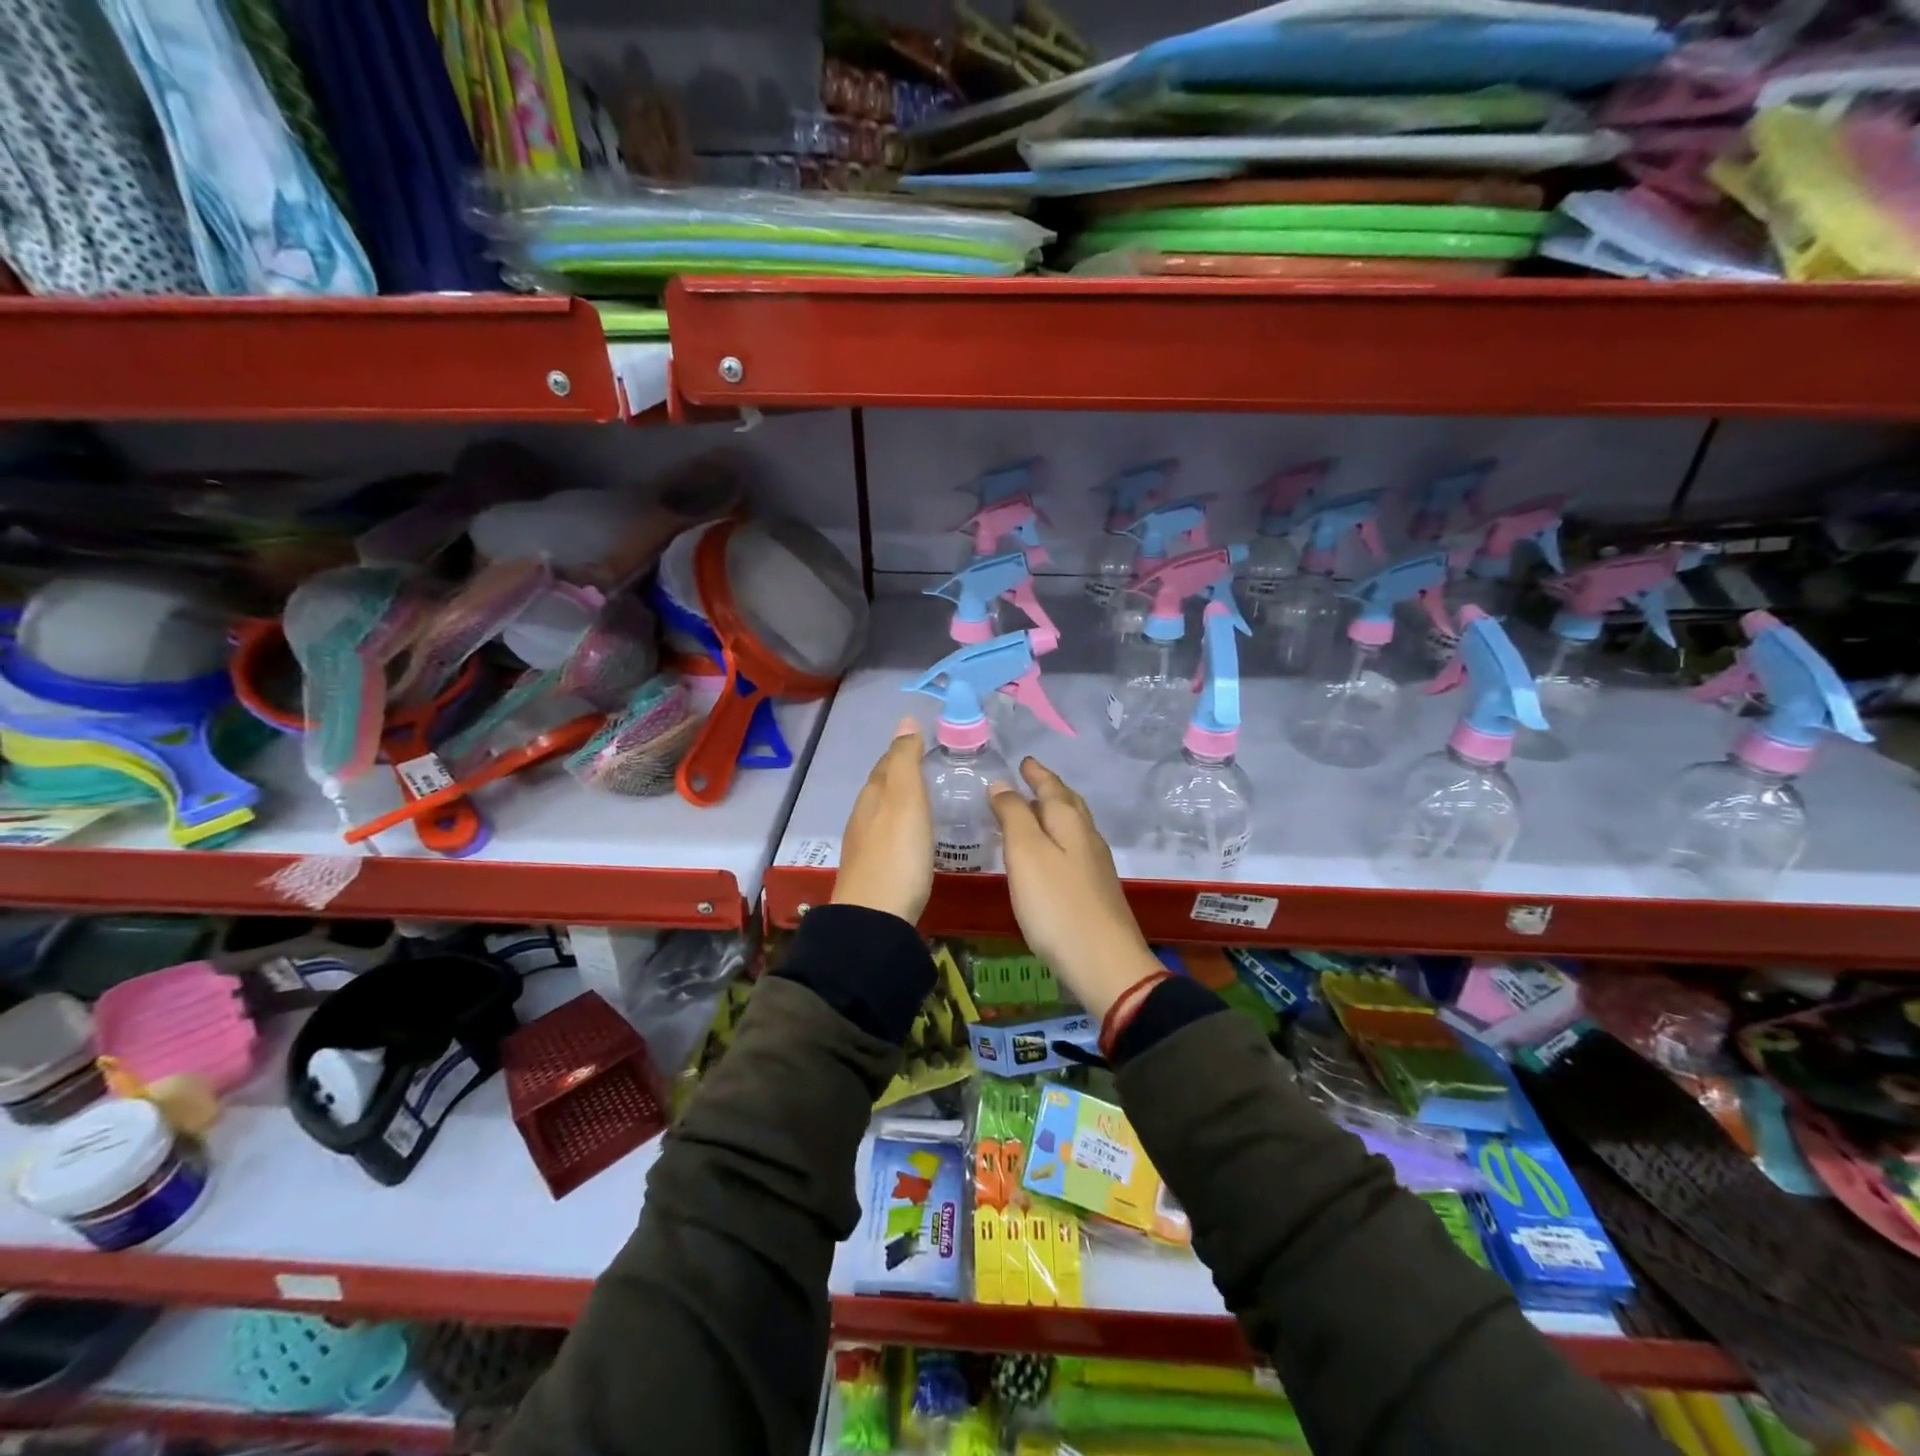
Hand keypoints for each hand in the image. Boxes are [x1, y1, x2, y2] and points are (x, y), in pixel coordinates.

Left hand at [832, 717, 932, 924]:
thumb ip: (905, 760)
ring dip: (903, 802)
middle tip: (935, 769)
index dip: (905, 750)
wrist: (875, 918)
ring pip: (884, 812)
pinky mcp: (875, 870)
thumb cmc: (897, 854)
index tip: (929, 744)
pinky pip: (889, 836)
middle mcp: (864, 816)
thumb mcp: (905, 800)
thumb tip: (906, 720)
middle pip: (883, 787)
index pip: (887, 763)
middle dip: (904, 775)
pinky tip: (916, 837)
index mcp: (873, 796)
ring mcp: (866, 845)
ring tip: (930, 800)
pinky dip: (903, 827)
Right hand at [989, 758, 1161, 1017]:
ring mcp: (1095, 864)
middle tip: (1030, 779)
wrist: (1104, 962)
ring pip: (1074, 826)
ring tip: (1035, 810)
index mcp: (1069, 822)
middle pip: (1068, 803)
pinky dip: (1059, 838)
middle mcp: (1087, 836)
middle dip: (1049, 788)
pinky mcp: (1096, 890)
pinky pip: (1075, 848)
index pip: (1051, 787)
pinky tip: (1051, 853)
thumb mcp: (1025, 854)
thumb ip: (1013, 816)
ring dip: (1055, 812)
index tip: (1024, 761)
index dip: (1036, 773)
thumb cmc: (1057, 904)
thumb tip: (1002, 785)